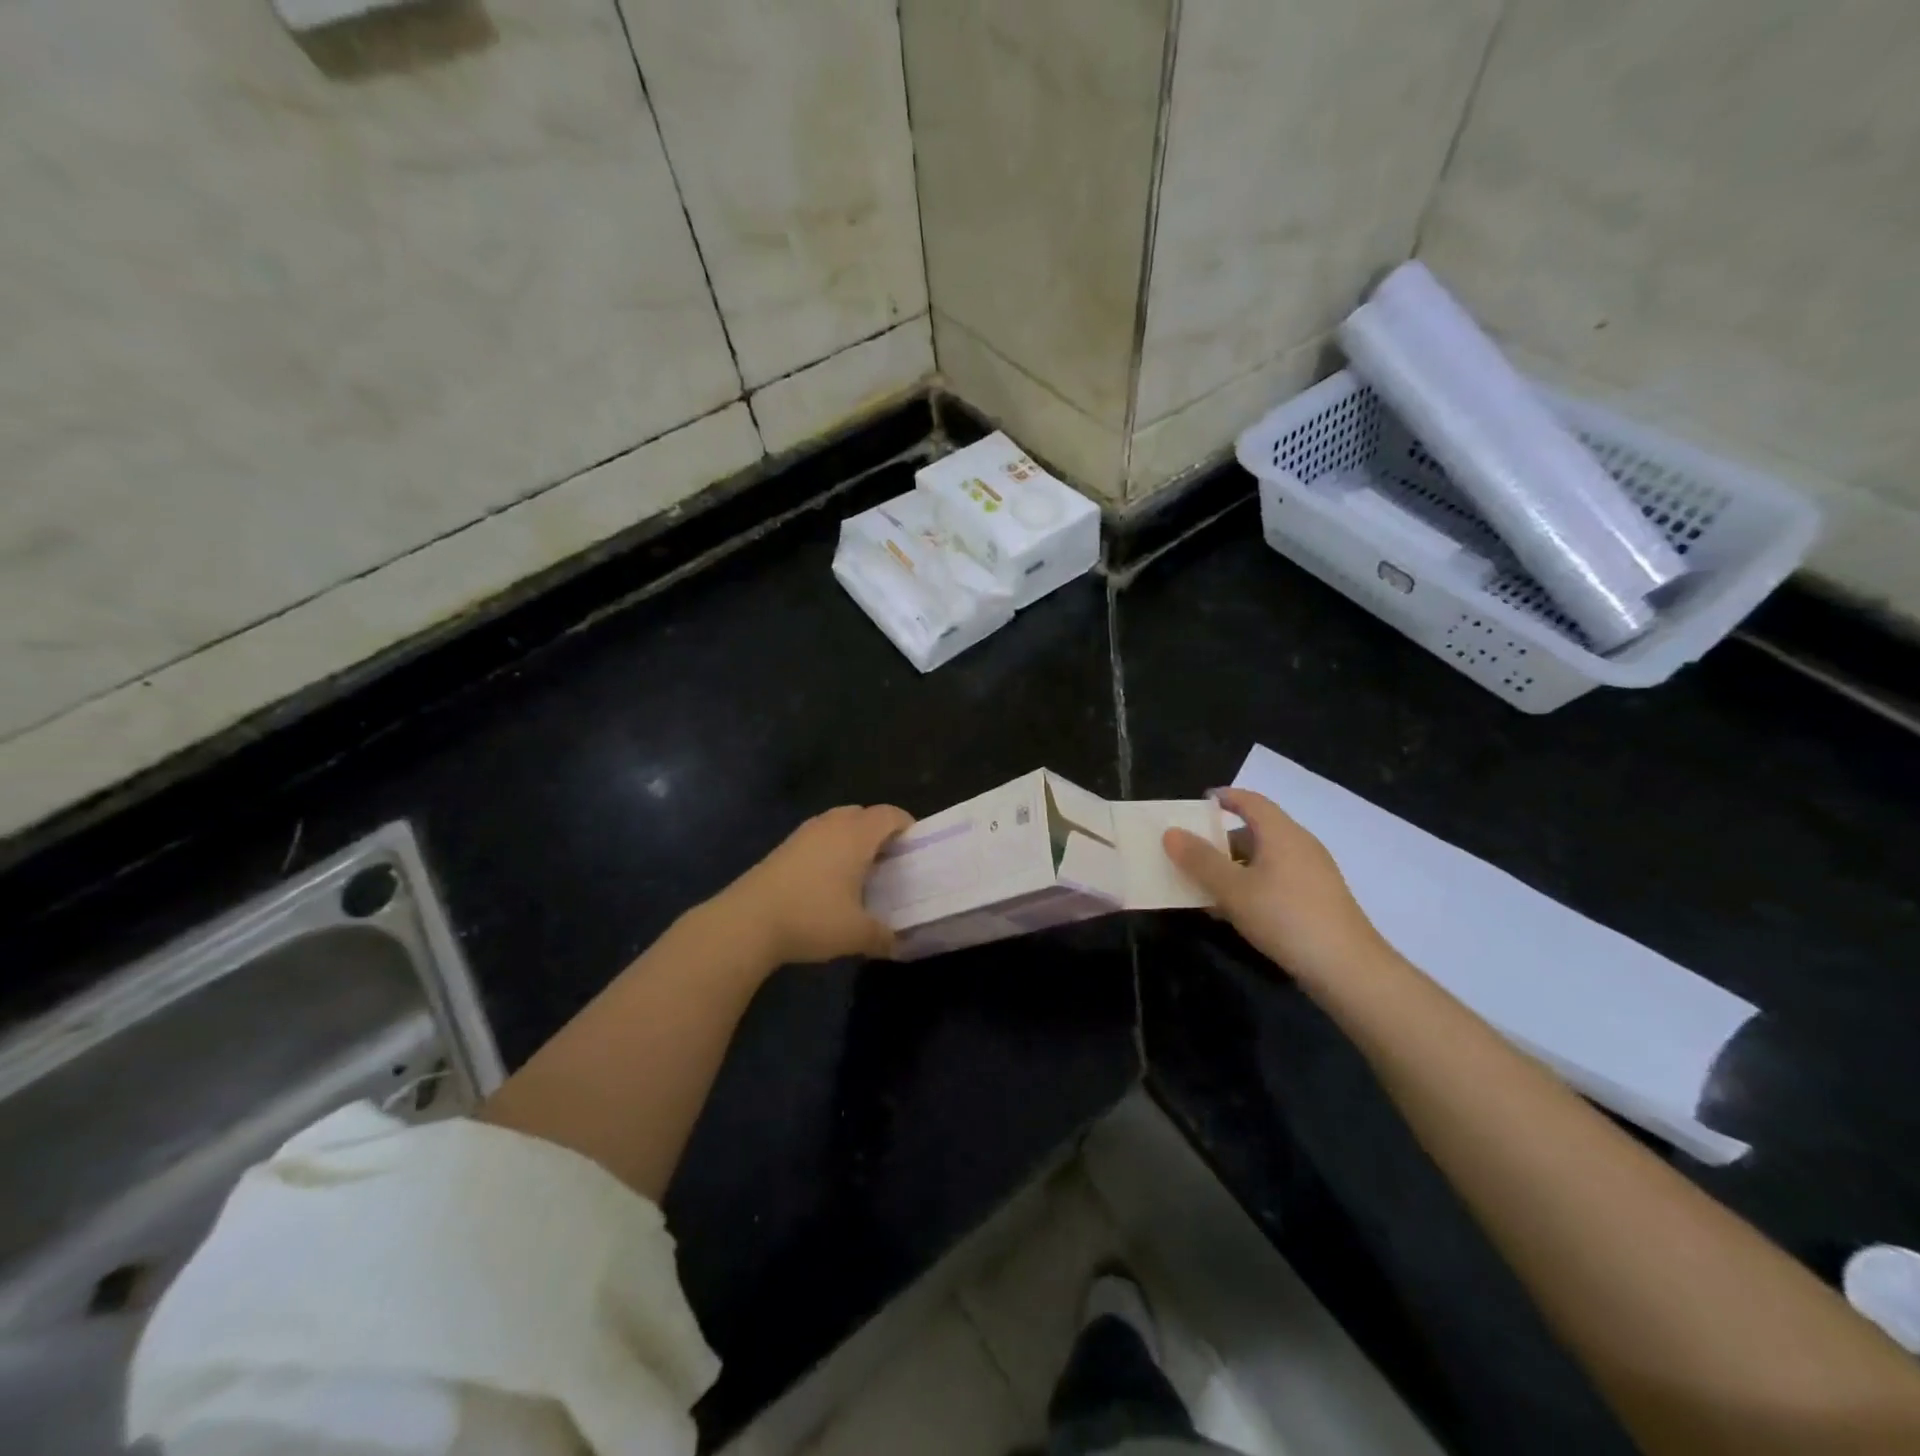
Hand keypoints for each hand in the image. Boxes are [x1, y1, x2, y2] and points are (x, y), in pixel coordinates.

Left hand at [713, 804, 913, 965]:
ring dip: (853, 837)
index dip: (906, 825)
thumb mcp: (856, 934)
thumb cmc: (811, 918)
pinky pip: (818, 836)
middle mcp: (832, 825)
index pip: (890, 815)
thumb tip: (899, 943)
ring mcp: (804, 833)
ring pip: (837, 822)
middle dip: (880, 830)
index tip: (915, 848)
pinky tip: (828, 879)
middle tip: (890, 860)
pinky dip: (830, 847)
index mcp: (856, 836)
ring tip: (860, 869)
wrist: (747, 921)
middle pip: (863, 813)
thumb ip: (884, 936)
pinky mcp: (784, 847)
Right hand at [1162, 788, 1388, 983]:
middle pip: (1256, 831)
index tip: (1199, 803)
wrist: (1347, 969)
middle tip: (1191, 852)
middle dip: (1221, 839)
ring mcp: (1312, 874)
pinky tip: (1234, 911)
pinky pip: (1276, 880)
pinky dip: (1251, 885)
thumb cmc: (1286, 917)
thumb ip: (1200, 860)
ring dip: (1233, 867)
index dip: (1225, 797)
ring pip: (1264, 859)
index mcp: (1282, 833)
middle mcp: (1300, 846)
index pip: (1251, 801)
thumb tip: (1171, 832)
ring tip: (1205, 885)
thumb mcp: (1233, 889)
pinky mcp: (1317, 900)